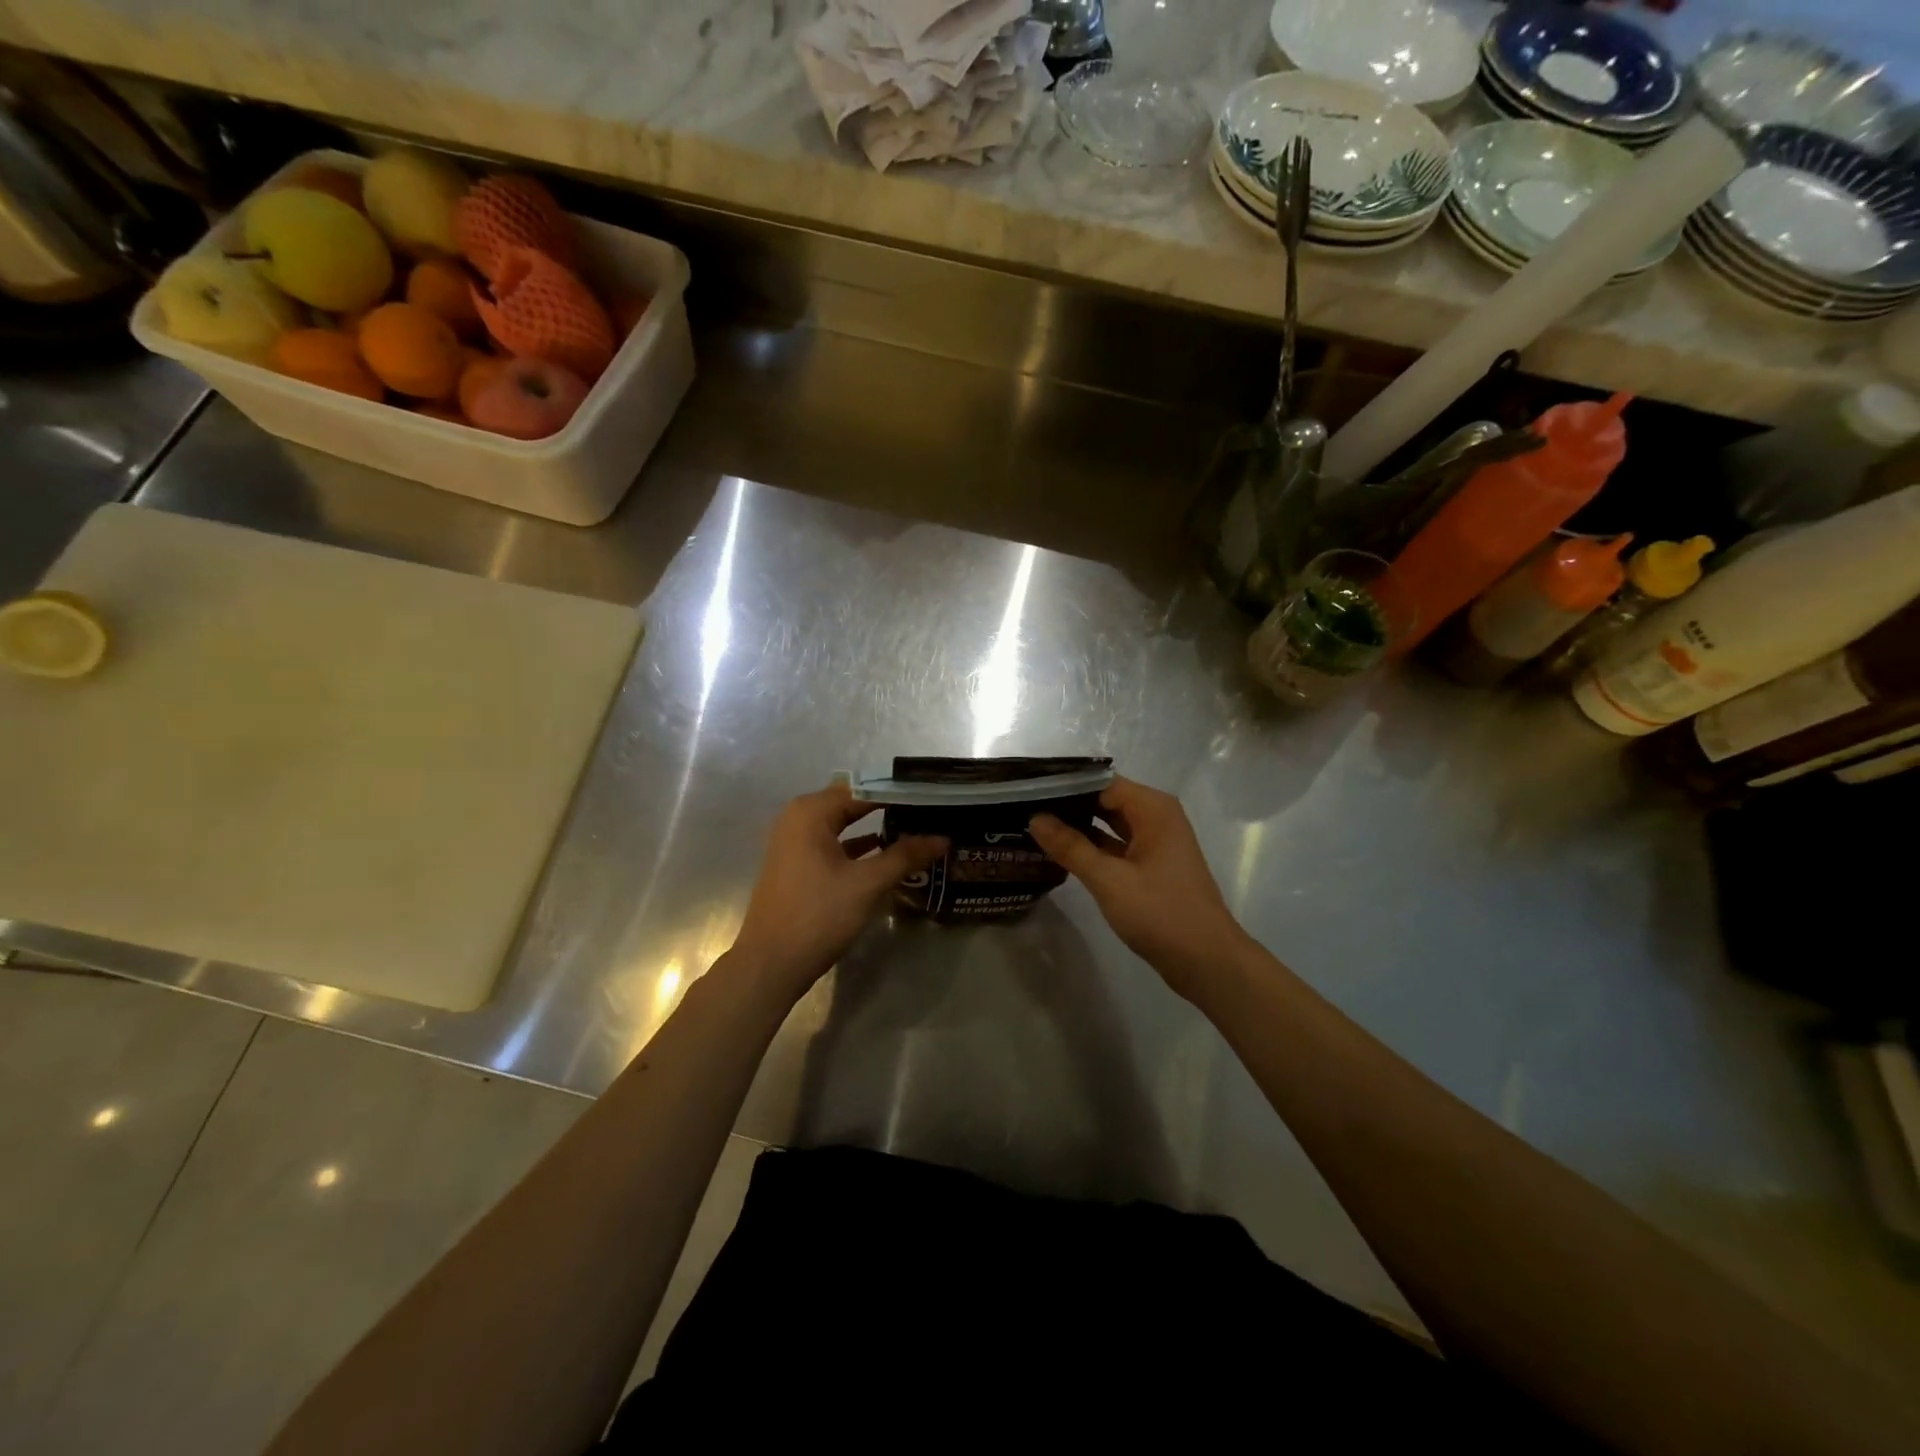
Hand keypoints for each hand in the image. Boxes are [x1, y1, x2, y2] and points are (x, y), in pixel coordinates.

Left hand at [729, 783, 945, 998]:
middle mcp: (799, 818)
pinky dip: (859, 846)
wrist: (770, 965)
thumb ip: (905, 856)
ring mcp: (795, 841)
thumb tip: (943, 838)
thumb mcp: (867, 884)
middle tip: (931, 812)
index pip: (865, 788)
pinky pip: (834, 843)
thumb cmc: (818, 916)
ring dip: (876, 827)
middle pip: (853, 802)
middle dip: (891, 807)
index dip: (901, 792)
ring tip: (917, 830)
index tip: (934, 797)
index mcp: (811, 811)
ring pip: (844, 824)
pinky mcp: (797, 864)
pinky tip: (888, 855)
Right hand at [1030, 777, 1254, 1000]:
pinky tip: (1060, 851)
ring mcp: (1155, 843)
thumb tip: (1035, 818)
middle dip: (1068, 804)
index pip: (1101, 783)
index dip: (1065, 785)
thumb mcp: (1110, 880)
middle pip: (1105, 799)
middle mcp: (1156, 817)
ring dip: (1077, 826)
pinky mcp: (1151, 866)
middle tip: (1023, 807)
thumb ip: (1071, 847)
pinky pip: (1116, 845)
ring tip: (1034, 825)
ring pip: (1109, 824)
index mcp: (1153, 809)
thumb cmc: (1161, 914)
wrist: (1207, 962)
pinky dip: (1092, 847)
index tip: (1028, 790)